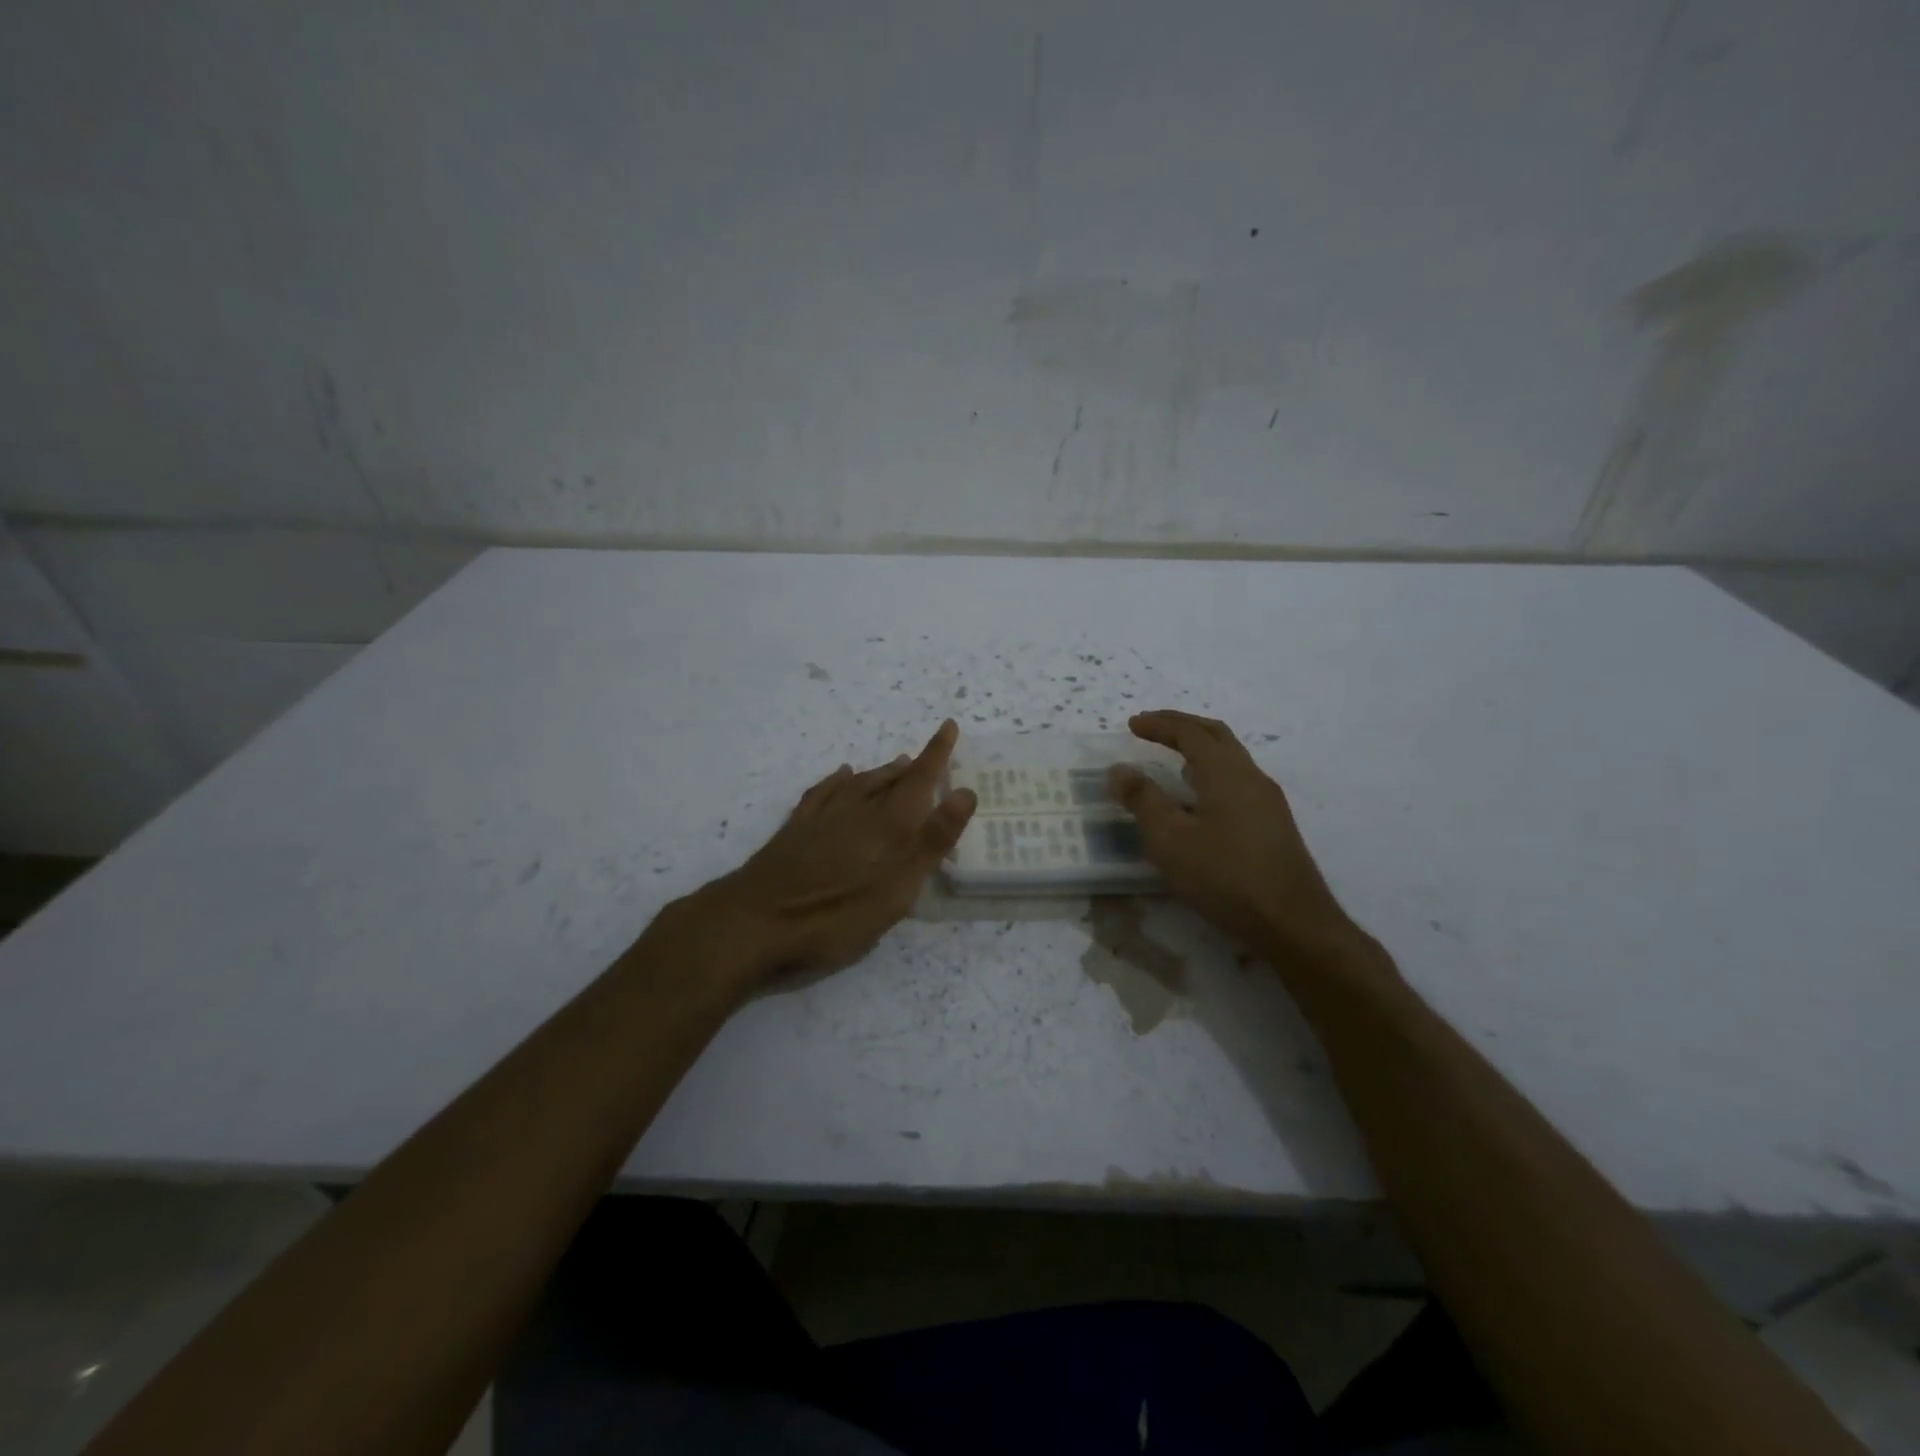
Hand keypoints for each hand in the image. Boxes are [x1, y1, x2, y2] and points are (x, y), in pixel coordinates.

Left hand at [695, 720, 975, 988]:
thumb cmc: (834, 915)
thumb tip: (965, 792)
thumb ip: (931, 841)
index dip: (936, 754)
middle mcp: (855, 811)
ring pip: (857, 784)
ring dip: (879, 773)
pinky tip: (840, 776)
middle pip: (889, 781)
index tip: (948, 726)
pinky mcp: (794, 831)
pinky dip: (836, 781)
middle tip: (927, 758)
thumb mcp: (895, 888)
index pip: (918, 780)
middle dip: (911, 768)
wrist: (752, 924)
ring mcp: (821, 819)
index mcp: (886, 825)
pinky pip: (822, 793)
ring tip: (894, 765)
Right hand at [1107, 711, 1360, 961]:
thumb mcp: (1170, 839)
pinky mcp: (1273, 824)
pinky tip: (1199, 799)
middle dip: (1182, 726)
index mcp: (1226, 772)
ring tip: (1172, 760)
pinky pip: (1238, 781)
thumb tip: (1119, 769)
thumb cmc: (1224, 875)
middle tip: (1152, 728)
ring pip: (1231, 758)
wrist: (1291, 922)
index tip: (1132, 724)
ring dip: (1200, 749)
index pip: (1190, 732)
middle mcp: (1251, 776)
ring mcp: (1268, 801)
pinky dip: (1212, 772)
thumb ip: (1142, 799)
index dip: (1159, 724)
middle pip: (1216, 735)